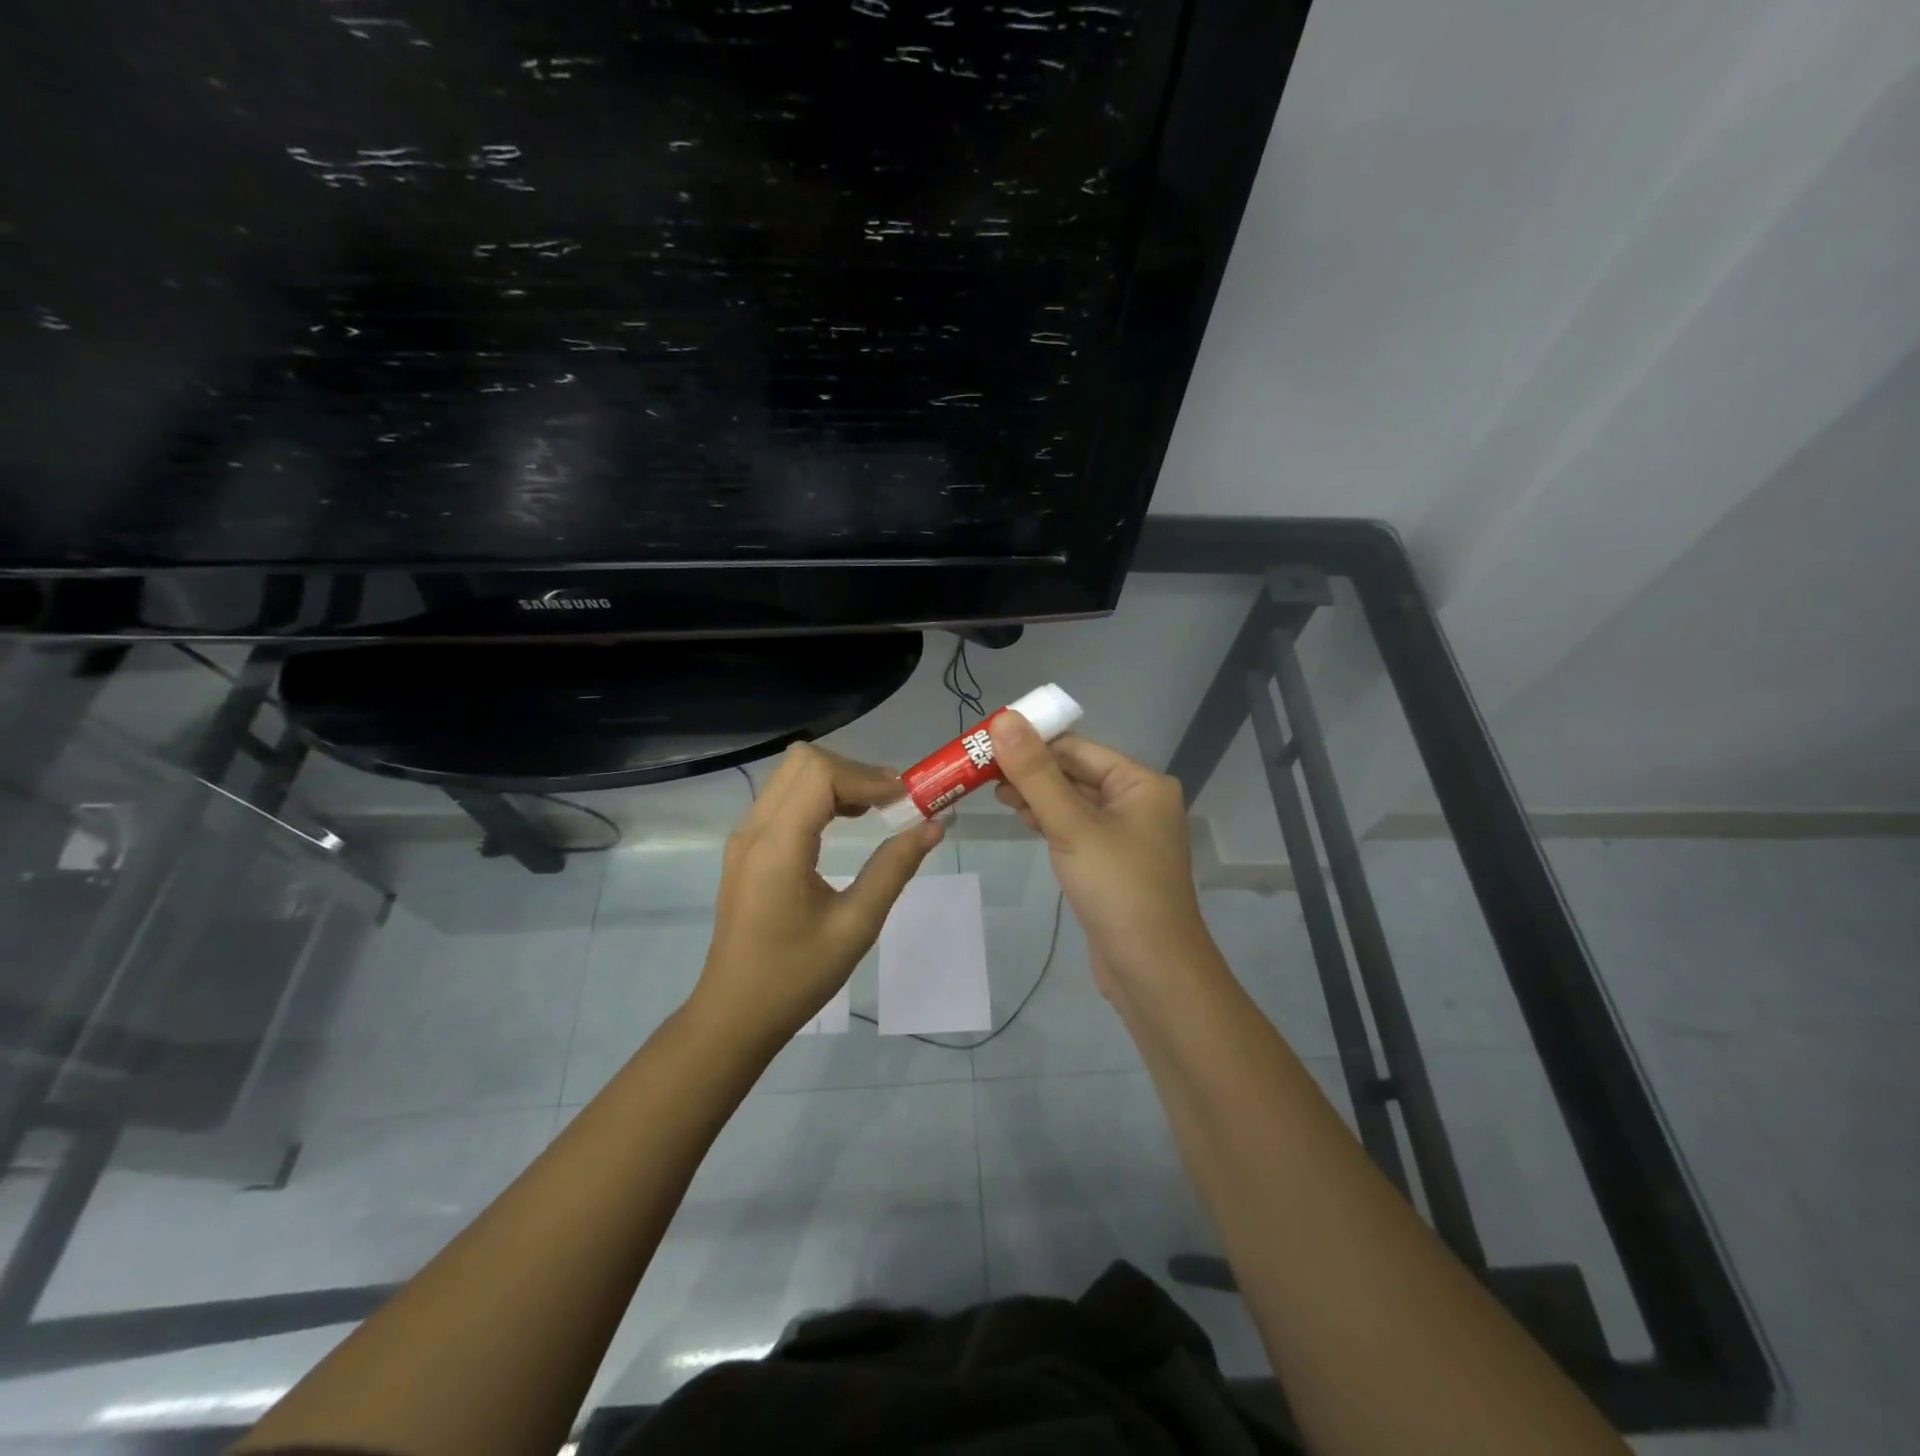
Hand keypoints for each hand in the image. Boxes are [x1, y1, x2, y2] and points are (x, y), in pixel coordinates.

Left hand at [694, 742, 944, 1042]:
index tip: (905, 799)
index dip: (867, 777)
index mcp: (777, 847)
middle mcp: (754, 829)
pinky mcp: (747, 847)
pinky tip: (846, 821)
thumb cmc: (796, 977)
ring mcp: (745, 836)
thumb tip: (933, 826)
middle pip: (803, 762)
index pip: (820, 774)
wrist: (735, 1014)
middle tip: (893, 801)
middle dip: (853, 770)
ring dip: (837, 780)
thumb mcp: (855, 926)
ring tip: (876, 809)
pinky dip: (819, 795)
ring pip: (792, 774)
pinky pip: (784, 797)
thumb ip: (894, 869)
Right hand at [989, 714, 1210, 993]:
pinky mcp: (1111, 862)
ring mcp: (1125, 834)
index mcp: (1140, 783)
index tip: (986, 743)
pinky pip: (1075, 828)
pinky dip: (1048, 819)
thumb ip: (1035, 773)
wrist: (1151, 969)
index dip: (1032, 742)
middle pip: (1074, 772)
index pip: (1077, 748)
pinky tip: (1021, 817)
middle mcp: (1137, 801)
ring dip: (1036, 794)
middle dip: (1030, 770)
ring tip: (992, 792)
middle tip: (981, 770)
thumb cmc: (1117, 888)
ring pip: (1072, 801)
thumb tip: (1004, 719)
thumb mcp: (1072, 825)